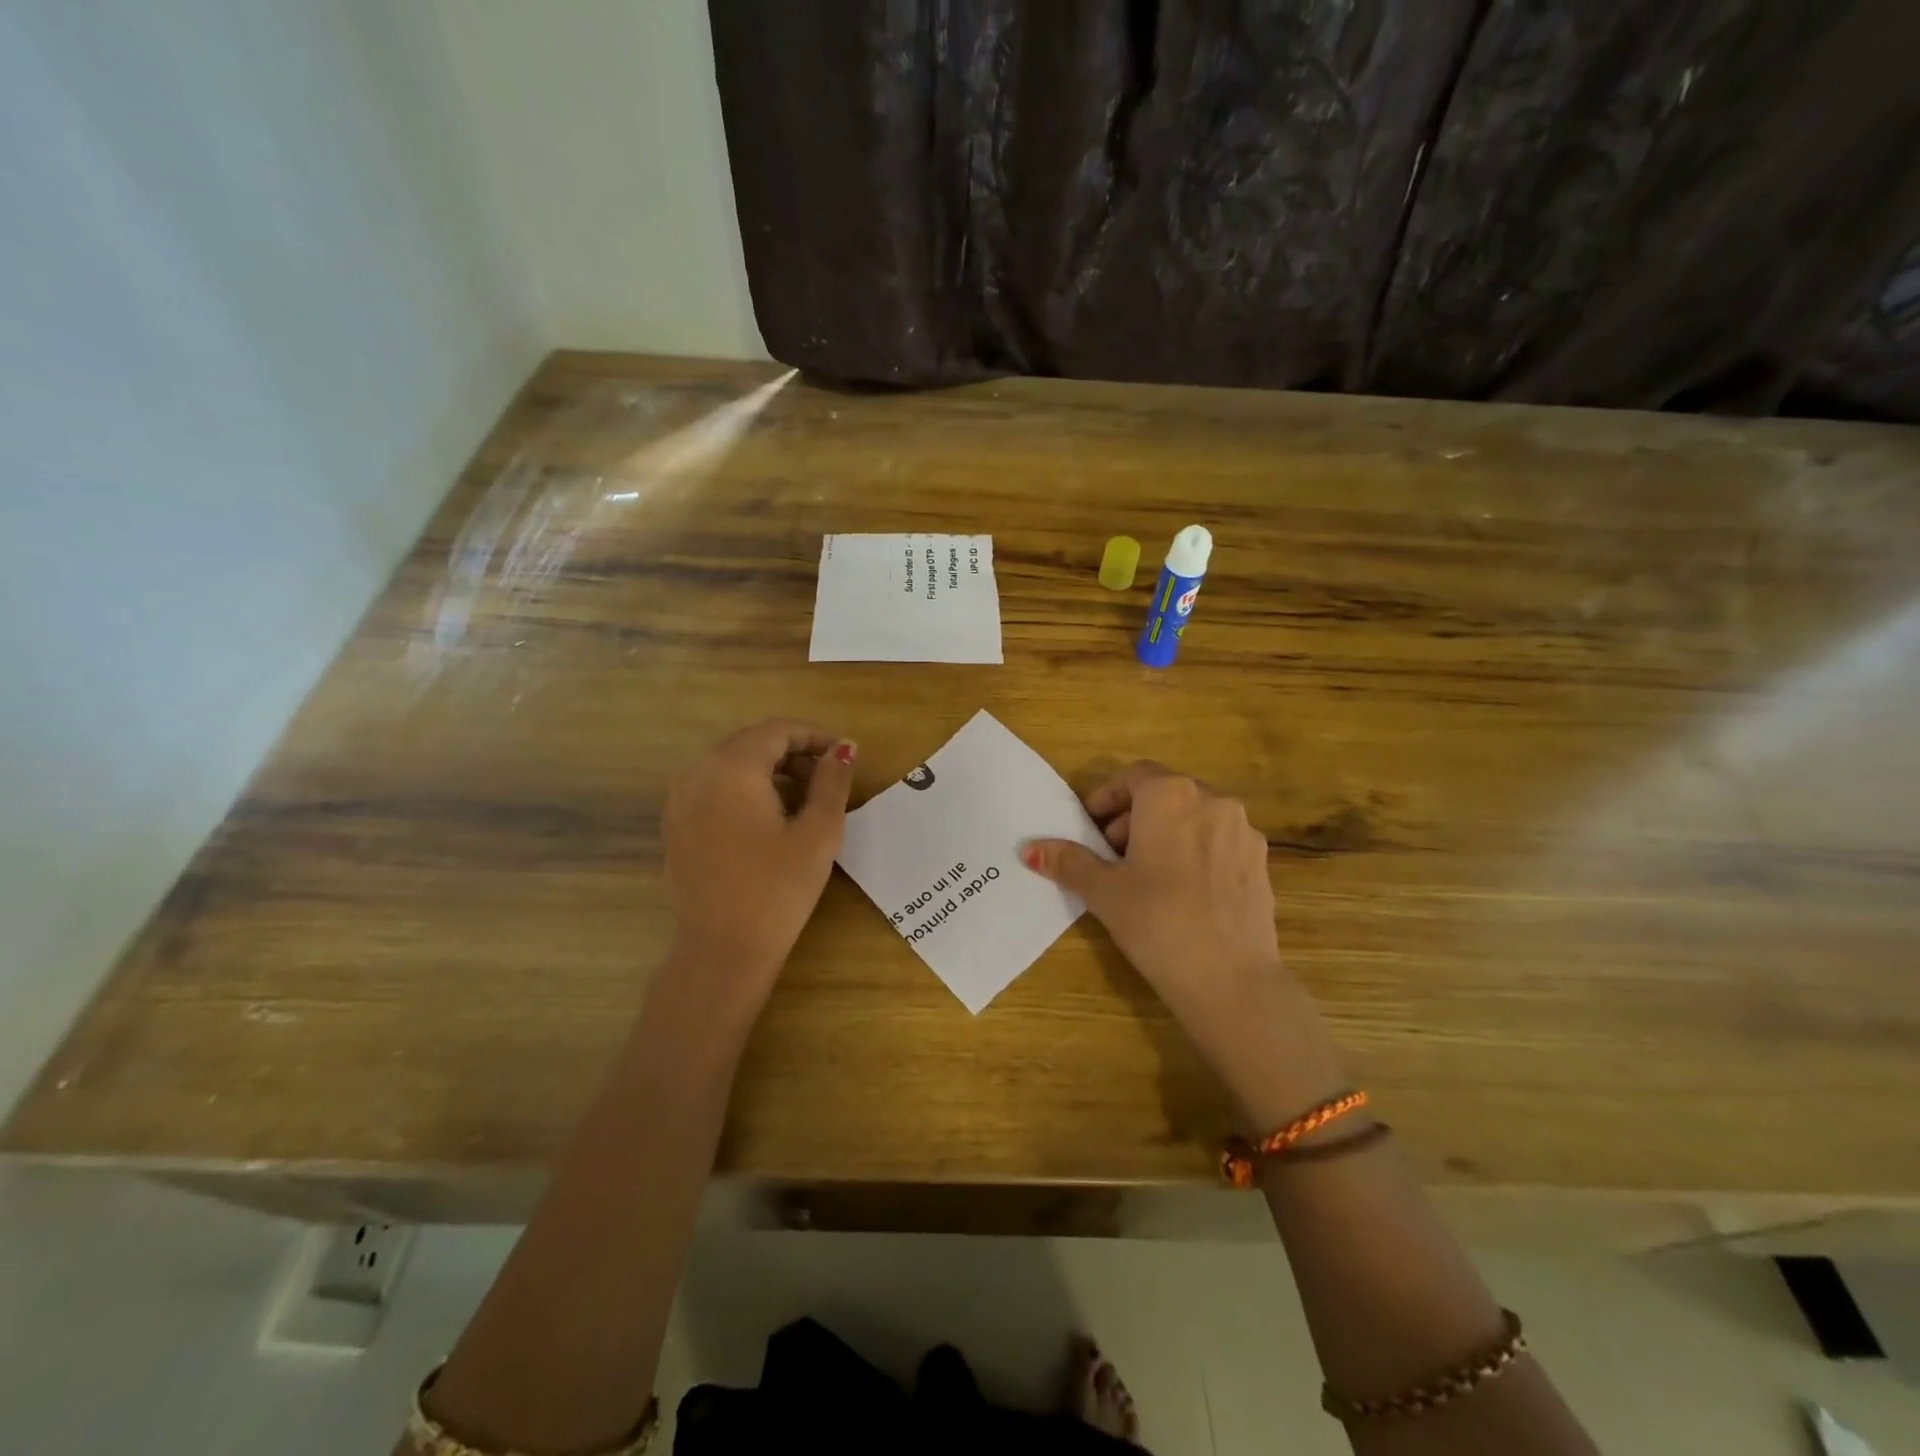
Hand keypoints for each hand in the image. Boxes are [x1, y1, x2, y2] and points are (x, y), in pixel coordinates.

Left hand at [663, 720, 855, 1006]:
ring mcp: (680, 800)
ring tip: (803, 798)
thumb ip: (833, 781)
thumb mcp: (819, 831)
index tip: (845, 756)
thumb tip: (844, 747)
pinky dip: (744, 789)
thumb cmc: (778, 888)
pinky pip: (713, 788)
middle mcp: (698, 773)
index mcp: (732, 767)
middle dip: (793, 752)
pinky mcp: (675, 826)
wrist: (722, 949)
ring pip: (730, 764)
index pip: (778, 731)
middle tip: (828, 778)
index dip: (815, 737)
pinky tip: (768, 818)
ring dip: (768, 770)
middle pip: (751, 743)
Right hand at [1021, 762, 1345, 1126]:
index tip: (1090, 828)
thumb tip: (1030, 849)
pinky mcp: (1261, 862)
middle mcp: (1213, 801)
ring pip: (1195, 817)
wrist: (1230, 978)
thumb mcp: (1104, 891)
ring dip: (1166, 834)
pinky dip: (1196, 852)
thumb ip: (1069, 861)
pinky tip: (1183, 894)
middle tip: (1112, 856)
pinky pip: (1219, 843)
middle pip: (1165, 794)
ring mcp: (1243, 831)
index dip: (1107, 798)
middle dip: (1134, 818)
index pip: (1133, 776)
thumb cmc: (1157, 921)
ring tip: (1146, 876)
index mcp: (1171, 796)